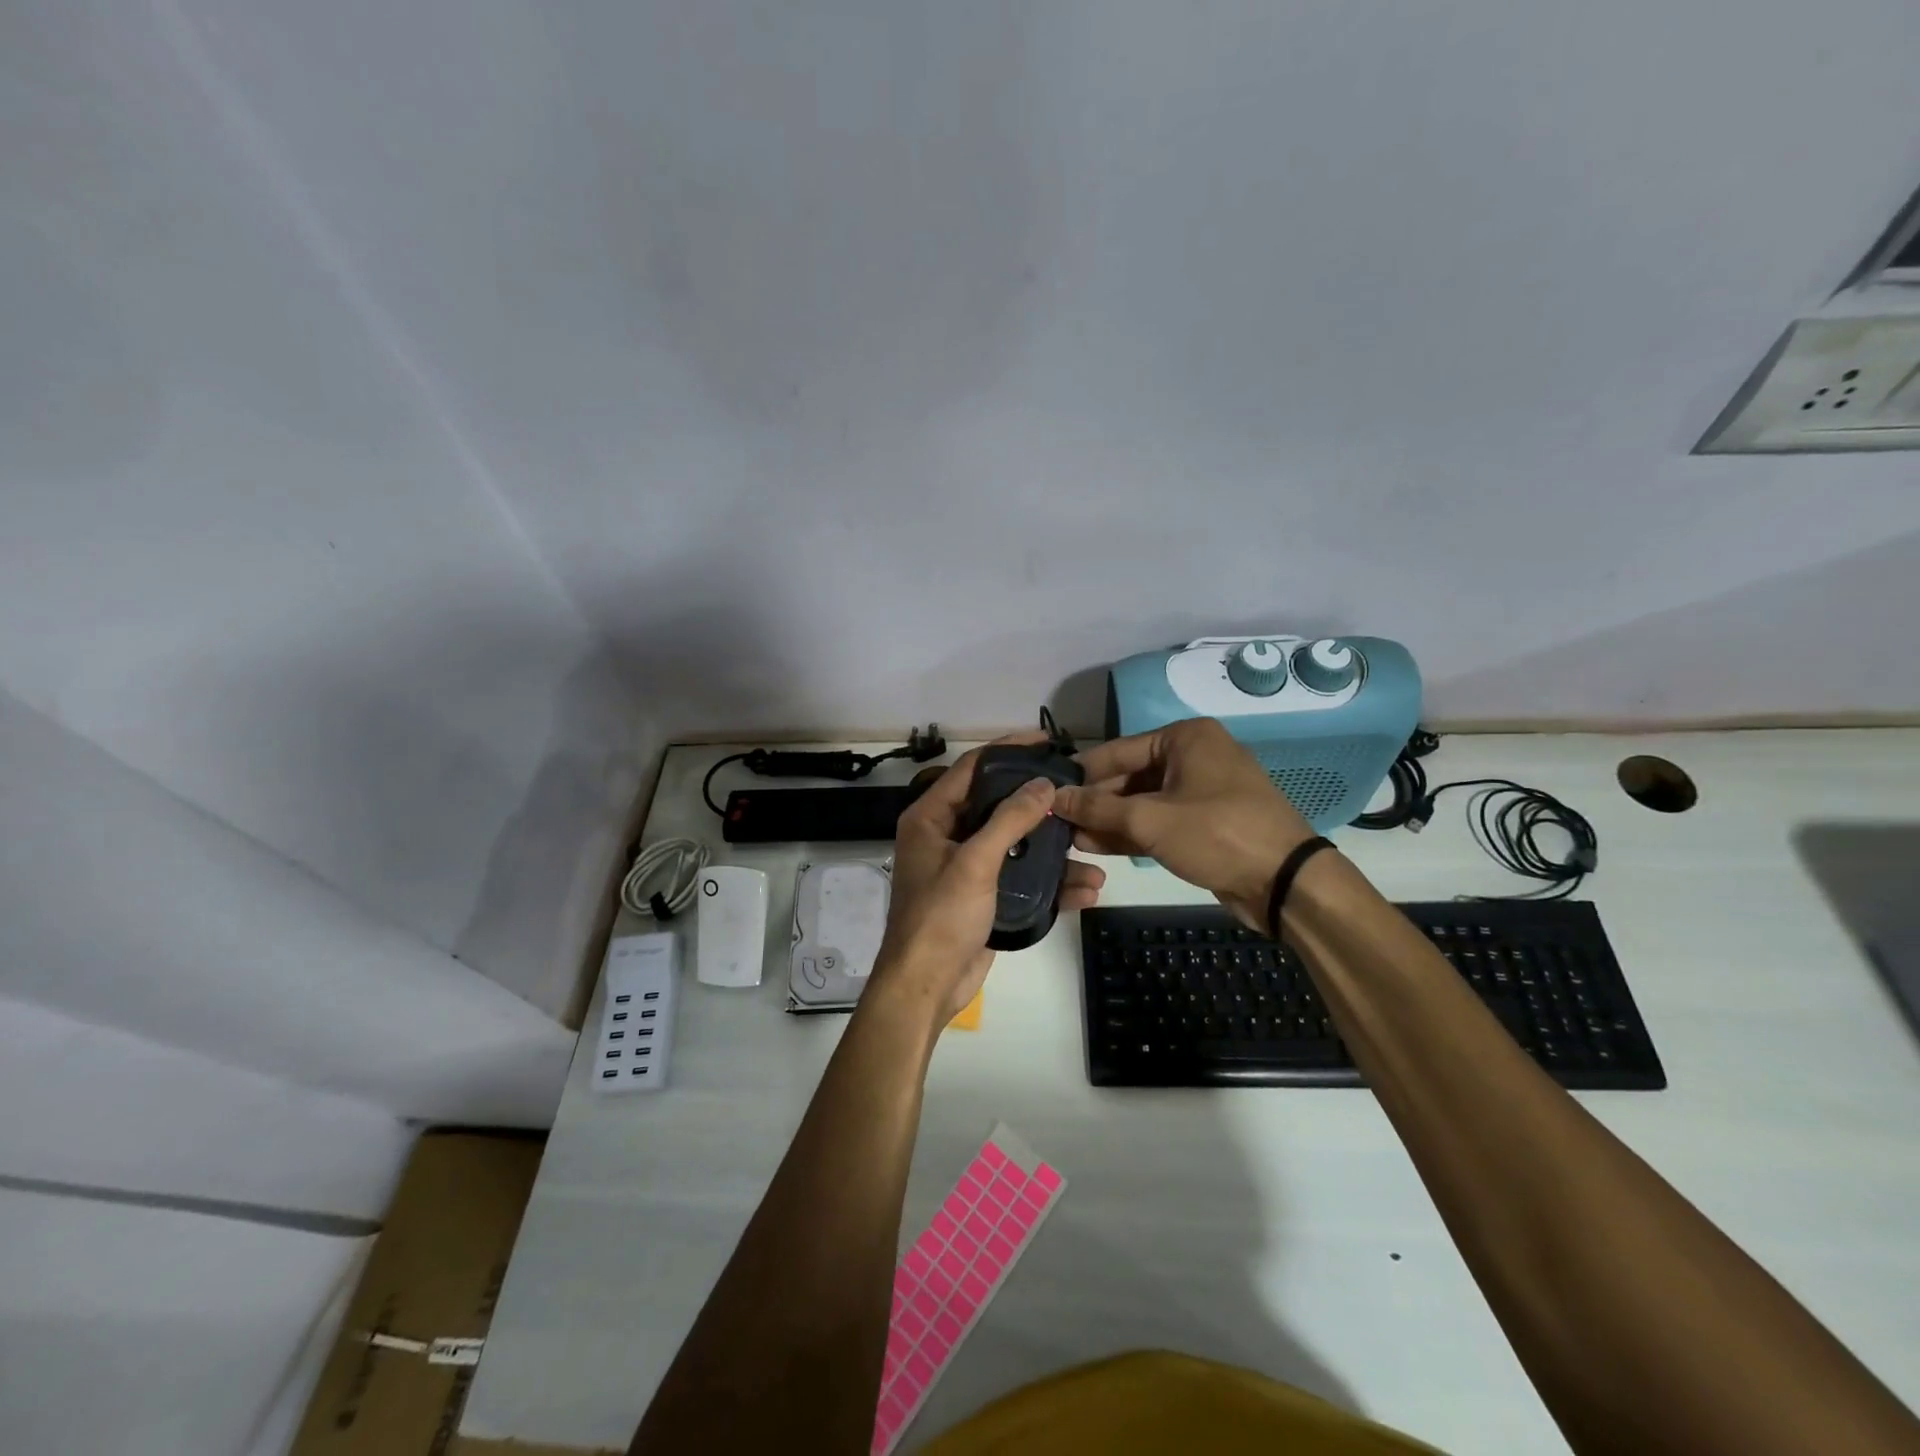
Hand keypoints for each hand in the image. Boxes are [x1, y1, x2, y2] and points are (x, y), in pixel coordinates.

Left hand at [873, 735, 1106, 1027]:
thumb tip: (1043, 784)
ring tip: (1091, 846)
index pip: (972, 769)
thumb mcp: (975, 863)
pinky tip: (1085, 889)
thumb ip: (1010, 820)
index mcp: (931, 818)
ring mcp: (967, 867)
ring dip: (1052, 848)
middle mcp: (947, 835)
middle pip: (997, 804)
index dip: (1008, 750)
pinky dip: (1050, 882)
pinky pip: (1021, 878)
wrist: (927, 987)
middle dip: (1038, 801)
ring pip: (1015, 844)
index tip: (1046, 741)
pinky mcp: (985, 896)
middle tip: (1076, 789)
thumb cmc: (941, 917)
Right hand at [1052, 717, 1315, 930]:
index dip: (1082, 774)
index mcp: (1185, 738)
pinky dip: (1130, 833)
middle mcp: (1193, 756)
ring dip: (1108, 821)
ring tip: (1068, 837)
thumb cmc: (1217, 834)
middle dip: (1095, 802)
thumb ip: (1098, 809)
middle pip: (1129, 776)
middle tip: (1056, 821)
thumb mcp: (1150, 820)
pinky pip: (1158, 821)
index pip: (1118, 750)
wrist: (1285, 882)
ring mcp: (1200, 791)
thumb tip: (1056, 799)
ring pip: (1142, 802)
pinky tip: (1095, 845)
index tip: (1047, 791)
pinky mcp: (1203, 823)